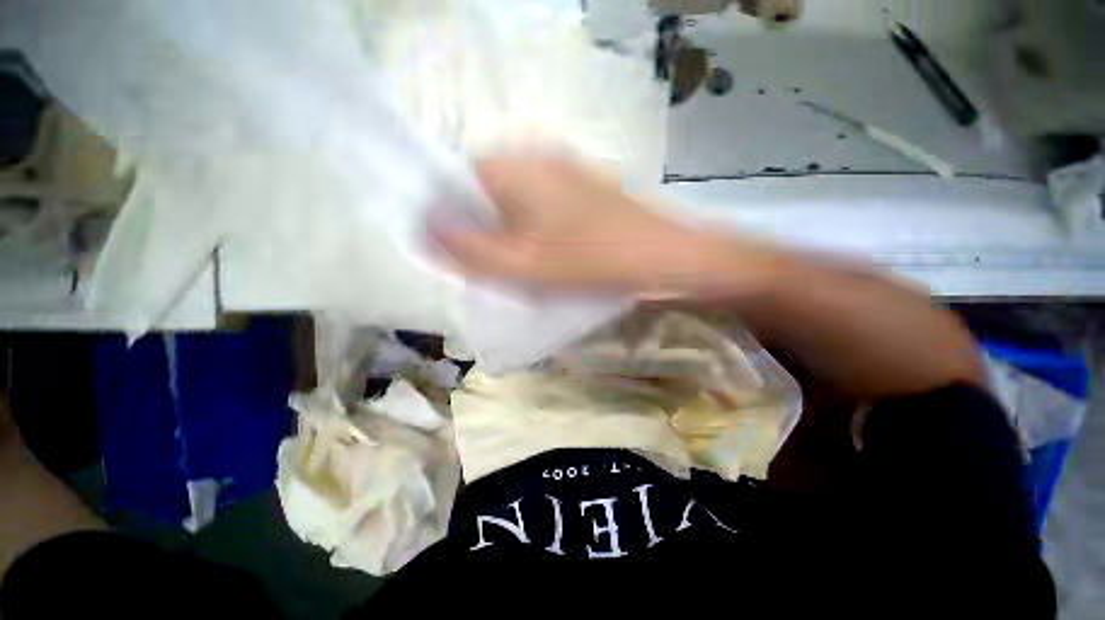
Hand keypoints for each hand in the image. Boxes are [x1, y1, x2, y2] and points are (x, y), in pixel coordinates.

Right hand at [433, 156, 781, 295]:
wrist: (669, 260)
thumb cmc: (595, 261)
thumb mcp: (524, 265)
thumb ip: (469, 249)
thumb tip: (425, 230)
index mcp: (516, 166)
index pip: (458, 178)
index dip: (453, 215)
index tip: (467, 252)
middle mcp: (538, 159)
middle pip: (488, 193)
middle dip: (485, 230)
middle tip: (498, 267)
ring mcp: (566, 174)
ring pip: (517, 204)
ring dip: (512, 235)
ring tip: (525, 268)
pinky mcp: (584, 192)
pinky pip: (543, 210)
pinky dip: (536, 234)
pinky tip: (549, 258)